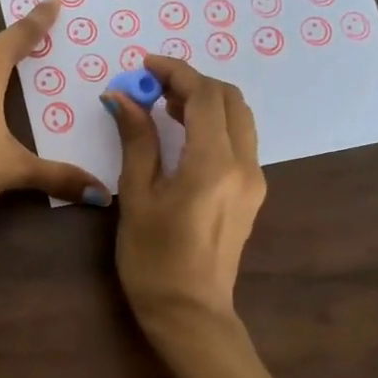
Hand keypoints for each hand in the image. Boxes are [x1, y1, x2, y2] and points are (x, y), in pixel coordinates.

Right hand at [104, 55, 297, 377]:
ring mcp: (254, 180)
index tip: (146, 65)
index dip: (176, 72)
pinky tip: (182, 135)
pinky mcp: (251, 193)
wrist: (190, 313)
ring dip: (206, 101)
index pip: (204, 96)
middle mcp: (244, 165)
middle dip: (193, 82)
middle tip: (153, 85)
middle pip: (230, 100)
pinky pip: (238, 141)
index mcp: (213, 164)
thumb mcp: (137, 196)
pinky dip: (213, 124)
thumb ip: (137, 140)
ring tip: (164, 105)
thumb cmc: (153, 258)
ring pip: (239, 118)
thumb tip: (123, 97)